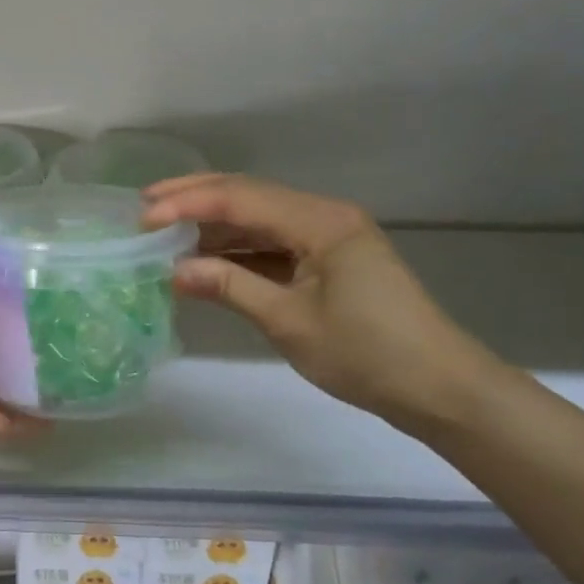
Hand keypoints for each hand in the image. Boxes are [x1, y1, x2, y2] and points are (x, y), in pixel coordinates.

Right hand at [142, 174, 504, 428]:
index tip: (142, 218)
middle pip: (248, 195)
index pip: (240, 199)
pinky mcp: (329, 260)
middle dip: (194, 198)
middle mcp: (323, 216)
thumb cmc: (368, 354)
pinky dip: (237, 249)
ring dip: (213, 224)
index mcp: (320, 221)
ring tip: (164, 231)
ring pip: (259, 218)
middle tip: (144, 206)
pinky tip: (205, 258)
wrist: (440, 388)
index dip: (187, 205)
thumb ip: (229, 287)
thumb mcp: (289, 322)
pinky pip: (273, 243)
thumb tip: (173, 269)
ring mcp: (328, 237)